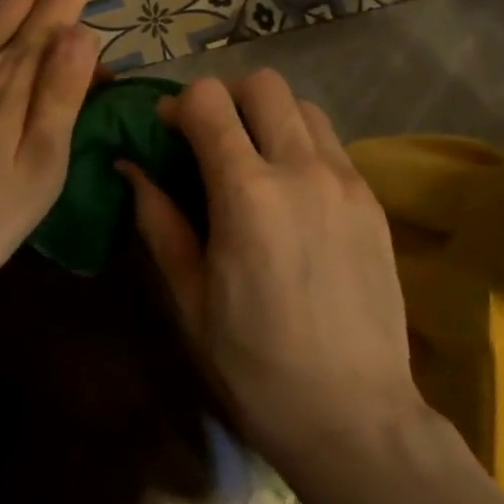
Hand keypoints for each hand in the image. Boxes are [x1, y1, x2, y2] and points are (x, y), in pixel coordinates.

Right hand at [119, 71, 423, 473]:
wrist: (357, 419)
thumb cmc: (256, 365)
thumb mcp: (190, 298)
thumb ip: (159, 220)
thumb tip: (130, 167)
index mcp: (247, 194)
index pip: (209, 101)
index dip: (180, 105)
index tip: (170, 132)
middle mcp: (301, 170)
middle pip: (263, 84)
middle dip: (228, 98)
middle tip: (213, 139)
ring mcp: (345, 181)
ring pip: (303, 105)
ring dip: (270, 116)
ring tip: (256, 159)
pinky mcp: (372, 200)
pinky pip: (332, 143)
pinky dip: (303, 144)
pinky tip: (293, 192)